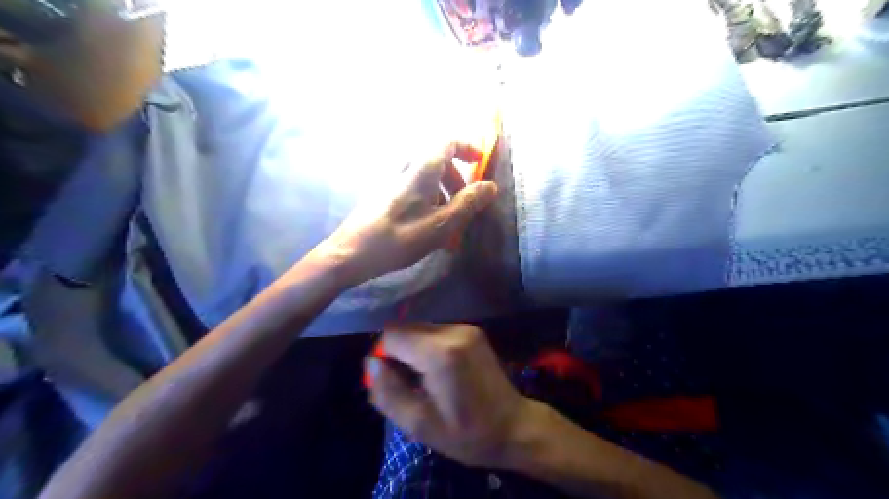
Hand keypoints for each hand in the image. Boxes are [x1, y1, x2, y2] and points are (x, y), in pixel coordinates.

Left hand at [315, 142, 497, 285]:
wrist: (353, 252)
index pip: (448, 142)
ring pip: (427, 179)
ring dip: (443, 196)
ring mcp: (392, 181)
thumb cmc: (401, 237)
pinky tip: (428, 230)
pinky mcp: (384, 195)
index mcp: (422, 168)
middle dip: (457, 181)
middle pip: (439, 162)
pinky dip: (428, 203)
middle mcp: (406, 168)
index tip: (480, 164)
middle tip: (465, 206)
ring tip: (448, 226)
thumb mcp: (442, 223)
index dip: (468, 148)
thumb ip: (468, 203)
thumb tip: (490, 186)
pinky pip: (414, 191)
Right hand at [364, 323, 530, 467]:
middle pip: (407, 328)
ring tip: (425, 379)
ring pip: (421, 328)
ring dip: (414, 349)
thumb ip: (388, 392)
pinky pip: (437, 331)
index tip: (393, 380)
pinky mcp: (473, 330)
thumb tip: (371, 363)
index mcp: (440, 353)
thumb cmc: (466, 432)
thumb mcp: (419, 425)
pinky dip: (429, 347)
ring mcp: (466, 328)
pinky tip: (440, 370)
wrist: (514, 426)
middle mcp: (453, 331)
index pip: (392, 335)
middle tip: (408, 382)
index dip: (384, 356)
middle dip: (399, 352)